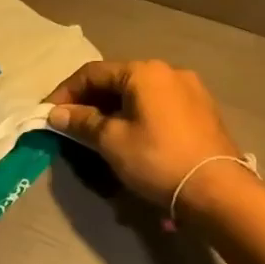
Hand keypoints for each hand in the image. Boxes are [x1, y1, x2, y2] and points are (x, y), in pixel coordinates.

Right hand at [46, 59, 245, 211]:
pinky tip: (128, 136)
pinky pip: (158, 106)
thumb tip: (56, 113)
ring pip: (138, 94)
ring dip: (112, 109)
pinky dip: (136, 116)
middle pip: (117, 80)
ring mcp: (190, 90)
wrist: (217, 191)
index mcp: (144, 72)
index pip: (92, 73)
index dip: (65, 92)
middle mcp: (169, 72)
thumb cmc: (157, 159)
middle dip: (89, 101)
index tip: (48, 114)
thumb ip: (82, 121)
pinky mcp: (202, 112)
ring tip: (96, 133)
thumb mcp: (111, 141)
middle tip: (69, 124)